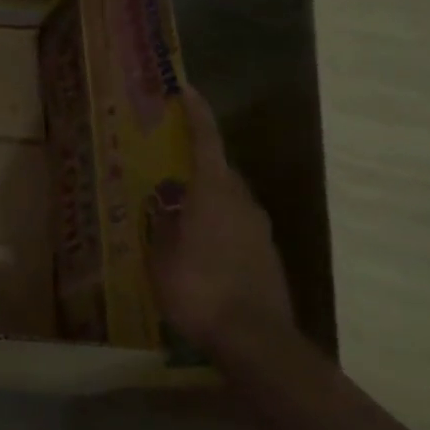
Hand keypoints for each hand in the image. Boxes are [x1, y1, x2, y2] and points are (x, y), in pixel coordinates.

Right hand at [147, 83, 297, 357]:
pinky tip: (202, 249)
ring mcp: (260, 231)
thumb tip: (164, 207)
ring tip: (181, 212)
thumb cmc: (198, 288)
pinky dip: (219, 226)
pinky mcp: (268, 257)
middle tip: (170, 165)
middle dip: (197, 163)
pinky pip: (238, 227)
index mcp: (214, 192)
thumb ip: (163, 225)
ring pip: (230, 200)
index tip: (186, 90)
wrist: (255, 340)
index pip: (206, 140)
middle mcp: (242, 203)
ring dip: (208, 198)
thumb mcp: (161, 255)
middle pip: (220, 169)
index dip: (197, 113)